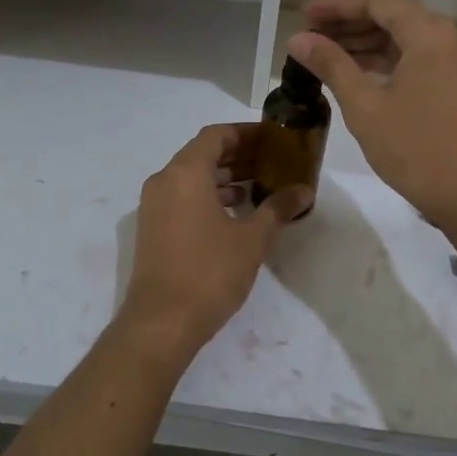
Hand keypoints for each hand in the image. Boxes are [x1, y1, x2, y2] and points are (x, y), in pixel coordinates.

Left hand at [114, 124, 312, 362]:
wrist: (161, 322)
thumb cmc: (209, 272)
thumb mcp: (252, 239)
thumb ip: (278, 208)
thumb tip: (304, 190)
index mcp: (185, 173)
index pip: (215, 135)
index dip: (245, 133)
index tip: (272, 138)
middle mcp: (164, 181)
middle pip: (202, 154)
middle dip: (237, 155)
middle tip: (271, 161)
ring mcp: (153, 205)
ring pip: (191, 177)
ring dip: (223, 177)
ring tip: (258, 186)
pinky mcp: (152, 228)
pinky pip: (182, 197)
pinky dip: (207, 196)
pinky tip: (235, 212)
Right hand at [288, 0, 456, 230]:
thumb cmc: (416, 149)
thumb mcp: (365, 106)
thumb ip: (331, 65)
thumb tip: (298, 39)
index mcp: (430, 34)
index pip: (377, 3)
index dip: (337, 6)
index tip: (304, 15)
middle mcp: (450, 38)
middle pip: (393, 17)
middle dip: (349, 24)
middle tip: (309, 35)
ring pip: (405, 39)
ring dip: (366, 43)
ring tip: (324, 54)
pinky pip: (418, 58)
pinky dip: (387, 61)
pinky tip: (356, 73)